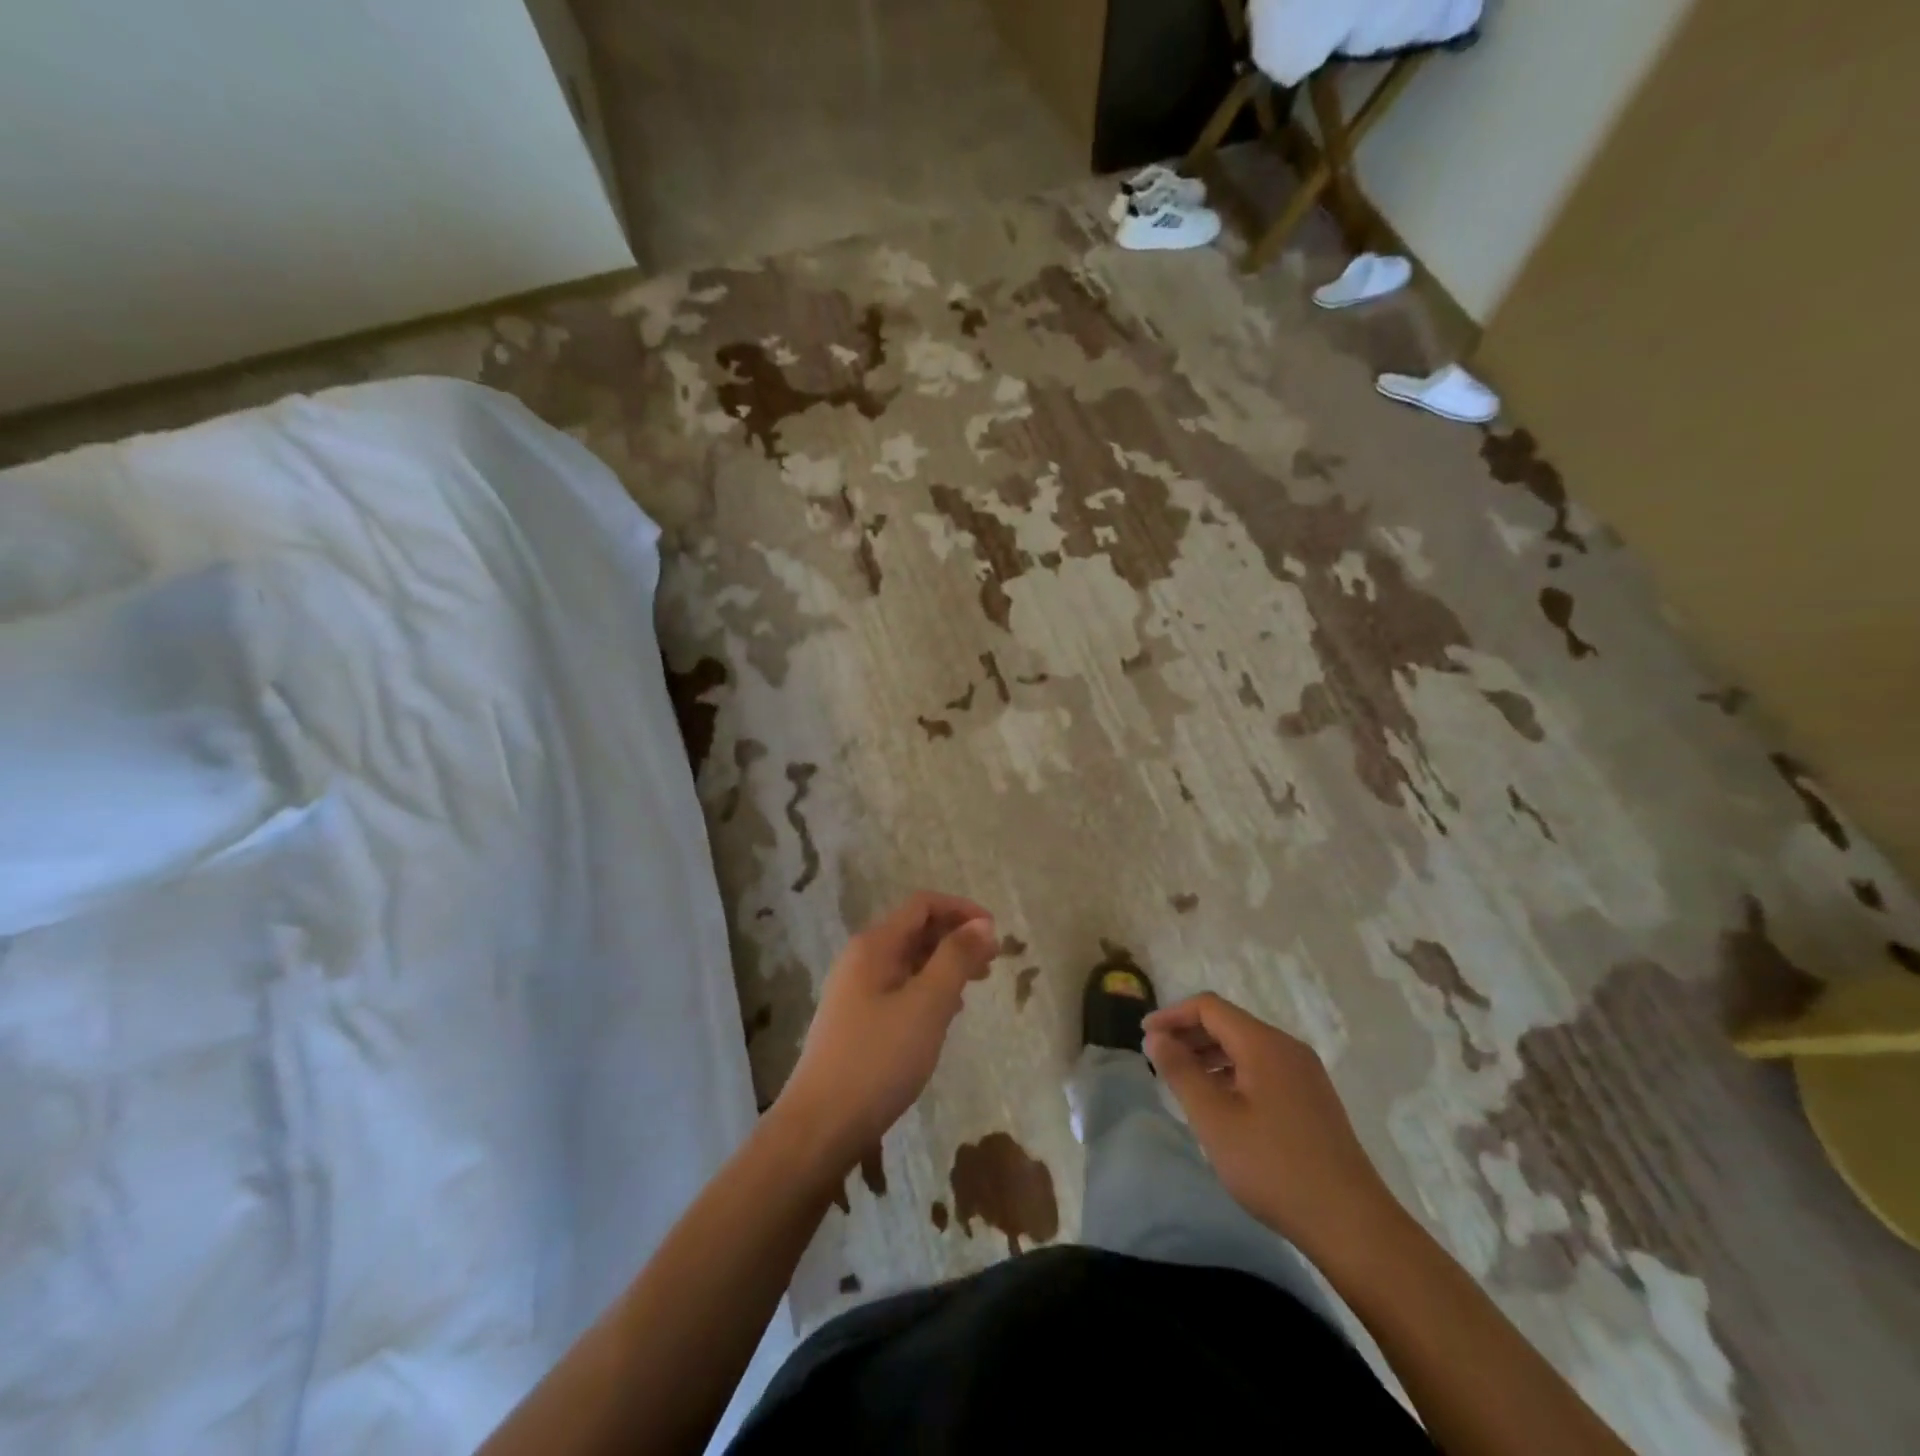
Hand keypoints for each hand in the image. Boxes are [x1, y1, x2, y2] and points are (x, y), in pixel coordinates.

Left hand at [776, 892, 999, 1170]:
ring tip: (977, 985)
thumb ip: (956, 959)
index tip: (996, 933)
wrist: (821, 1125)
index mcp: (874, 945)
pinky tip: (947, 1014)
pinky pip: (900, 988)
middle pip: (916, 930)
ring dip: (945, 965)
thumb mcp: (927, 1004)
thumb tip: (983, 924)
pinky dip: (928, 990)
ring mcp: (856, 990)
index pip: (923, 905)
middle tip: (993, 962)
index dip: (962, 910)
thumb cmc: (878, 1059)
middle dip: (956, 938)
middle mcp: (862, 958)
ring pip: (909, 961)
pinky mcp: (857, 1020)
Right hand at [1143, 993, 1395, 1254]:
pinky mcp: (1312, 1099)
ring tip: (1182, 1081)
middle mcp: (1287, 1048)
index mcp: (1264, 1044)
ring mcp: (1305, 1074)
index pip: (1209, 1007)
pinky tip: (1220, 1103)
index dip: (1172, 1015)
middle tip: (1158, 1059)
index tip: (1144, 1036)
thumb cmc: (1273, 1166)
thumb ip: (1180, 1071)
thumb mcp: (1214, 1119)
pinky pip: (1263, 1069)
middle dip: (1189, 1035)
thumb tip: (1156, 1037)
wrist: (1351, 1224)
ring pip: (1246, 1047)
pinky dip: (1233, 1073)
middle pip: (1228, 1024)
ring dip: (1210, 1055)